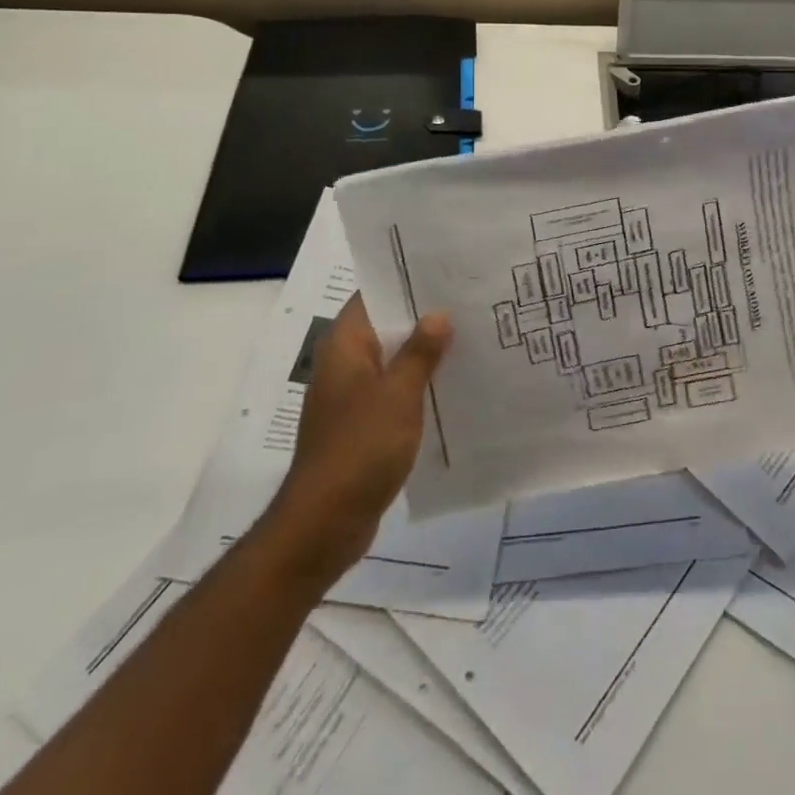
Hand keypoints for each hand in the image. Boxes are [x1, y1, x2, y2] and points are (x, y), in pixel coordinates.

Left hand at [265, 294, 450, 581]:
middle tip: (469, 300)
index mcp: (345, 345)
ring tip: (470, 335)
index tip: (445, 270)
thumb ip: (420, 352)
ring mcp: (351, 395)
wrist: (324, 524)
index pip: (373, 295)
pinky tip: (453, 382)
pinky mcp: (362, 424)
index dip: (406, 280)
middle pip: (386, 325)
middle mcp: (344, 363)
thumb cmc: (359, 448)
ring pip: (393, 359)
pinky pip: (394, 390)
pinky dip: (418, 383)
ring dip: (424, 352)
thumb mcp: (398, 395)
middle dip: (424, 316)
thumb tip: (439, 314)